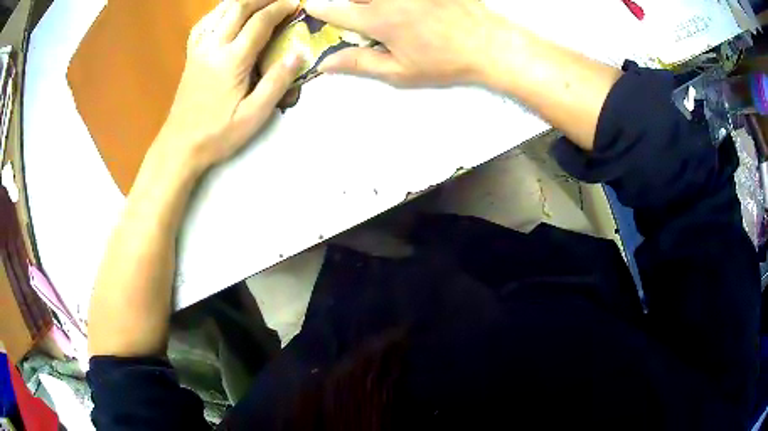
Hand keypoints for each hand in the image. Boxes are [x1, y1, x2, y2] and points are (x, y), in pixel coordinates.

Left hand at [156, 0, 302, 175]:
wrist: (180, 146)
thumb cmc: (217, 134)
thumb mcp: (254, 115)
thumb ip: (277, 81)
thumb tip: (300, 53)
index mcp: (232, 60)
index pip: (259, 22)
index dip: (279, 8)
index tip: (295, 3)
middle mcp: (213, 46)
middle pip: (238, 7)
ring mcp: (198, 49)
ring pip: (220, 11)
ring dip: (242, 1)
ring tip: (258, 1)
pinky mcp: (191, 55)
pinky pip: (205, 23)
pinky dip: (220, 12)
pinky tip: (227, 14)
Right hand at [305, 0, 502, 86]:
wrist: (489, 45)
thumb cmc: (445, 63)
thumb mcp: (400, 72)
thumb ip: (360, 63)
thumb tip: (325, 64)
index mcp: (380, 21)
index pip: (335, 10)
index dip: (319, 9)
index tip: (312, 7)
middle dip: (346, 2)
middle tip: (353, 13)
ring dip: (368, 1)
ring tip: (379, 13)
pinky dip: (392, 1)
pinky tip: (404, 10)